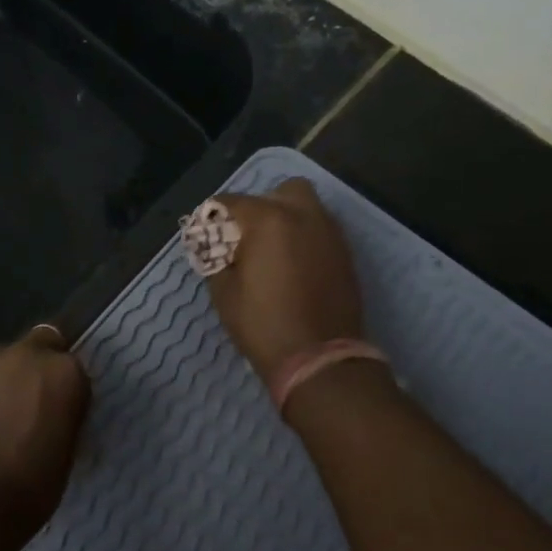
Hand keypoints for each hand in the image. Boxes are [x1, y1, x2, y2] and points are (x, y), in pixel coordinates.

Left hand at [0, 327, 90, 528]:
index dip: (67, 391)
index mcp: (65, 373)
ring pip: (3, 362)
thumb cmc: (27, 487)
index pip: (74, 370)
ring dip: (5, 381)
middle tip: (33, 403)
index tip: (63, 414)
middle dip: (38, 366)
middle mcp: (28, 356)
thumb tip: (51, 421)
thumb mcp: (64, 456)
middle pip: (41, 345)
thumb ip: (61, 422)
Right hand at [204, 180, 363, 382]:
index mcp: (269, 220)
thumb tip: (214, 246)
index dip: (212, 217)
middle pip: (280, 191)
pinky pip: (322, 230)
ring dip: (287, 218)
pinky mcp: (346, 254)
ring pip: (307, 207)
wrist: (320, 359)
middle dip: (261, 206)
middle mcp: (304, 216)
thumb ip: (216, 258)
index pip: (231, 202)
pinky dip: (306, 237)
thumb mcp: (224, 292)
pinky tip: (293, 264)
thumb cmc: (264, 325)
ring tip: (272, 250)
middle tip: (248, 236)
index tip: (205, 234)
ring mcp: (330, 234)